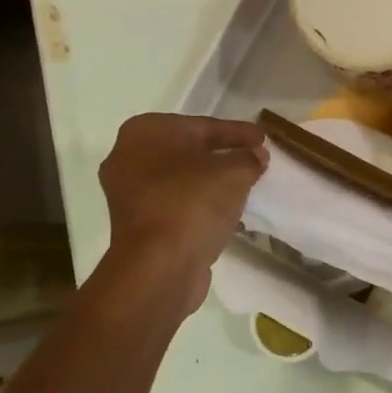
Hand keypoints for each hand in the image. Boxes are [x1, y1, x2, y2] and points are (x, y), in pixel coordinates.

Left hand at [99, 114, 267, 312]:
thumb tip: (255, 155)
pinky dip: (197, 203)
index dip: (238, 132)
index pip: (203, 126)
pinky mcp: (135, 223)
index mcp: (146, 131)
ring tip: (243, 185)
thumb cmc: (193, 203)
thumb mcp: (234, 173)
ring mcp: (127, 192)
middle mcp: (127, 155)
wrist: (159, 266)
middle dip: (222, 155)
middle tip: (254, 159)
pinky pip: (174, 203)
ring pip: (180, 178)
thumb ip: (249, 158)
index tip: (264, 139)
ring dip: (210, 181)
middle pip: (188, 150)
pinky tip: (223, 209)